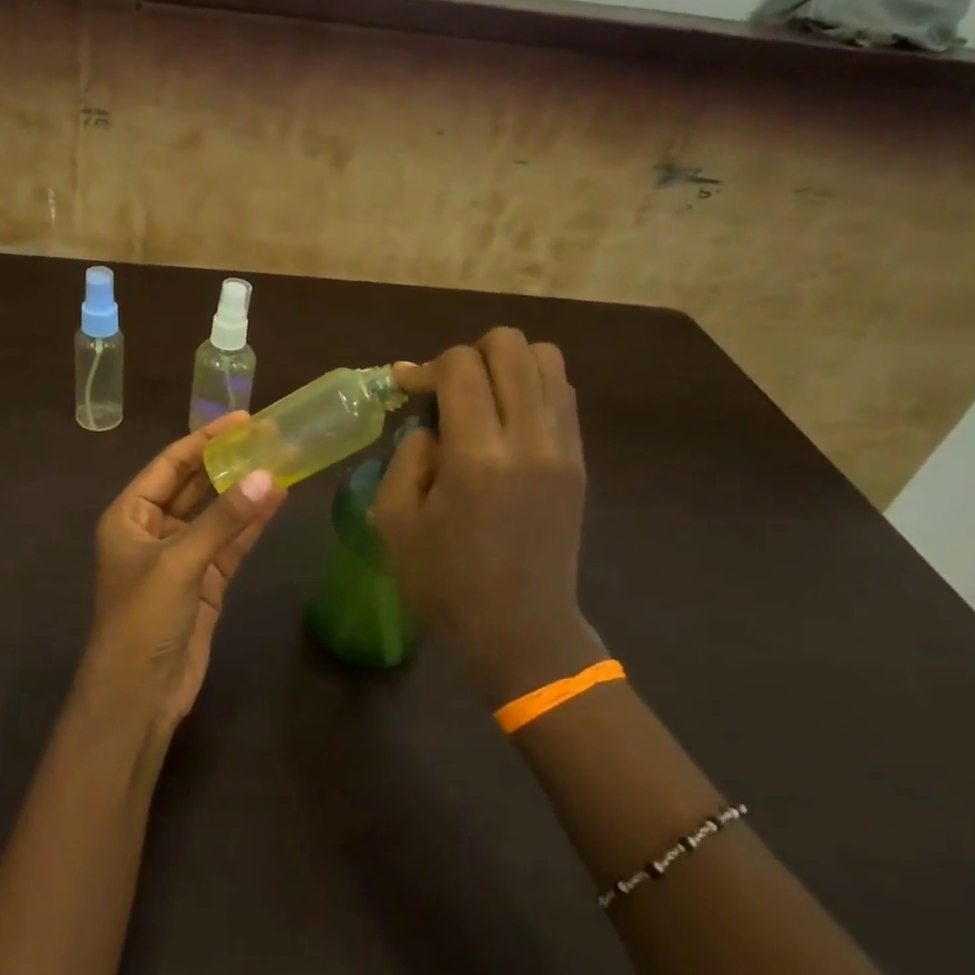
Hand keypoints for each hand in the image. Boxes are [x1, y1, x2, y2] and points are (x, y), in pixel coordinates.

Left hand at [77, 414, 288, 739]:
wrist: (140, 695)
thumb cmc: (142, 619)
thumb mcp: (179, 563)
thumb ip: (223, 520)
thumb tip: (267, 477)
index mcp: (129, 516)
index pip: (169, 465)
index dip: (204, 440)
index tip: (242, 419)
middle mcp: (153, 530)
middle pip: (194, 486)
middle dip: (228, 463)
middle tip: (269, 436)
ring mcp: (182, 557)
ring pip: (217, 515)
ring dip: (244, 492)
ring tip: (281, 461)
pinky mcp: (205, 582)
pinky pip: (230, 544)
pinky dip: (251, 525)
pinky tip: (277, 500)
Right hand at [376, 329, 605, 706]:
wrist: (520, 629)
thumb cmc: (444, 582)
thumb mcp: (394, 521)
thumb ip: (407, 456)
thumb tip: (431, 423)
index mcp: (477, 457)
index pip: (460, 365)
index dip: (426, 366)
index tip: (407, 389)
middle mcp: (529, 440)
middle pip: (510, 345)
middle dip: (469, 354)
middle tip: (445, 392)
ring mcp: (563, 448)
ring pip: (546, 359)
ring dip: (506, 365)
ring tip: (480, 400)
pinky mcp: (579, 461)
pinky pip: (562, 393)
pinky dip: (531, 387)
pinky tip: (505, 421)